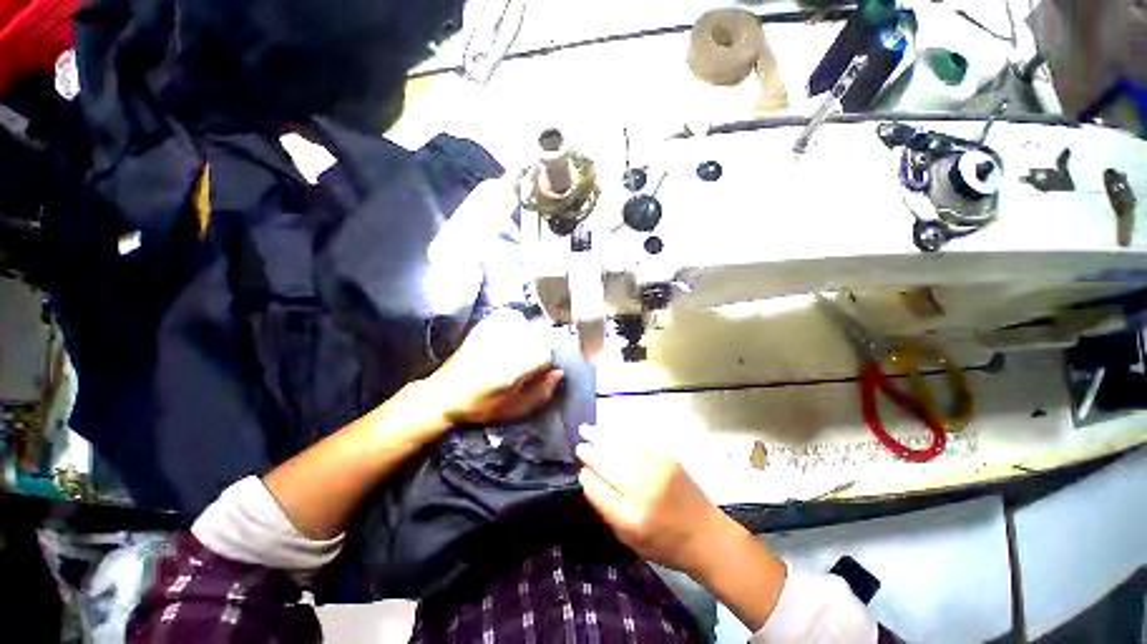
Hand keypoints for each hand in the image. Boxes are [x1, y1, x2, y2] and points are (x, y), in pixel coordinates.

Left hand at [427, 309, 564, 425]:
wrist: (445, 393)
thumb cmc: (482, 405)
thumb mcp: (515, 409)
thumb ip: (542, 392)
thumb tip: (559, 373)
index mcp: (516, 366)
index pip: (548, 355)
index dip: (547, 365)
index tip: (541, 372)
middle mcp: (508, 344)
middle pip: (542, 334)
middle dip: (544, 345)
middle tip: (533, 360)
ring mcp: (496, 331)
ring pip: (530, 324)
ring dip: (533, 335)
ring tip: (521, 350)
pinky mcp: (486, 325)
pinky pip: (513, 317)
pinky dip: (518, 324)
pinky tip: (511, 337)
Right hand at [575, 425, 729, 574]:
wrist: (707, 535)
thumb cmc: (666, 543)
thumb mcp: (630, 540)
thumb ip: (608, 510)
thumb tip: (589, 480)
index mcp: (632, 518)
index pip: (600, 491)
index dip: (588, 478)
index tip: (581, 471)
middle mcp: (644, 490)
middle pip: (609, 463)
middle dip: (591, 452)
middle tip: (579, 446)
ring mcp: (657, 469)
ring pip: (621, 445)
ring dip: (602, 435)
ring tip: (587, 430)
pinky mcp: (667, 456)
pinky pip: (637, 439)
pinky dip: (621, 432)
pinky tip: (611, 428)